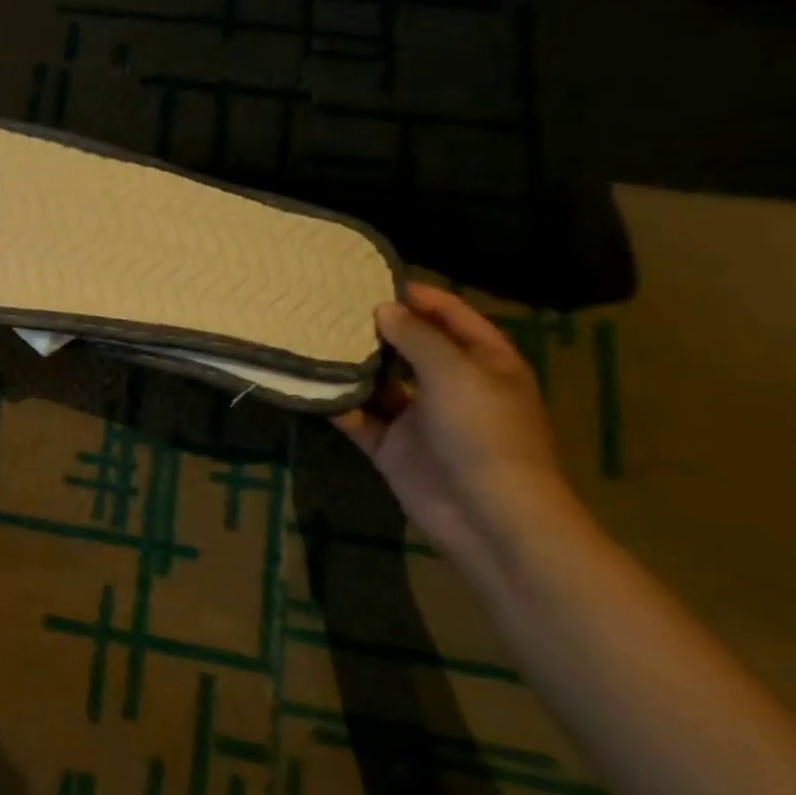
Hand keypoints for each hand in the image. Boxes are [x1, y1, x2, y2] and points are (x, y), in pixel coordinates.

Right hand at [332, 283, 580, 584]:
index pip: (450, 315)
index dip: (417, 295)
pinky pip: (360, 417)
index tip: (370, 279)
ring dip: (352, 365)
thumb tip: (383, 309)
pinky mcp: (393, 446)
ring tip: (312, 337)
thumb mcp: (455, 373)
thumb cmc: (484, 432)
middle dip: (376, 328)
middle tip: (330, 305)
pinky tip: (308, 384)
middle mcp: (451, 384)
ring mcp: (420, 418)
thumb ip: (417, 337)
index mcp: (484, 362)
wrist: (488, 516)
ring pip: (380, 382)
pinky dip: (338, 404)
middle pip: (410, 346)